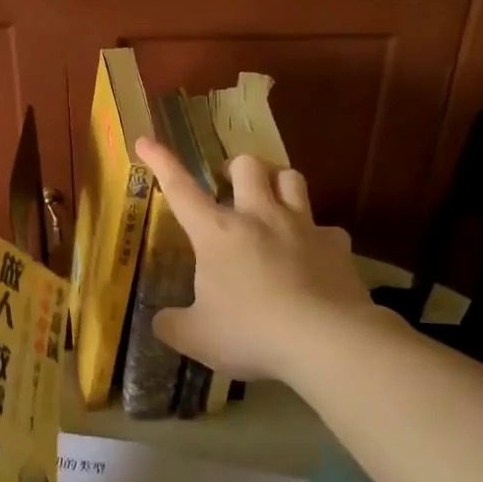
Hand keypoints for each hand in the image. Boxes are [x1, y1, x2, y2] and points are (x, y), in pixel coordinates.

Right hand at [136, 136, 373, 380]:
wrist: (327, 341)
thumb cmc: (251, 332)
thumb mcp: (196, 337)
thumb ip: (172, 325)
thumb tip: (162, 321)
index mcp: (217, 233)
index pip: (181, 188)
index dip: (161, 162)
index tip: (145, 141)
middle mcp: (259, 217)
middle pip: (248, 165)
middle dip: (235, 167)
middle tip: (229, 185)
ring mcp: (302, 227)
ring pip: (291, 178)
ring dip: (277, 182)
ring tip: (270, 200)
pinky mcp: (336, 246)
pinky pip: (326, 228)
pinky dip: (315, 235)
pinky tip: (311, 253)